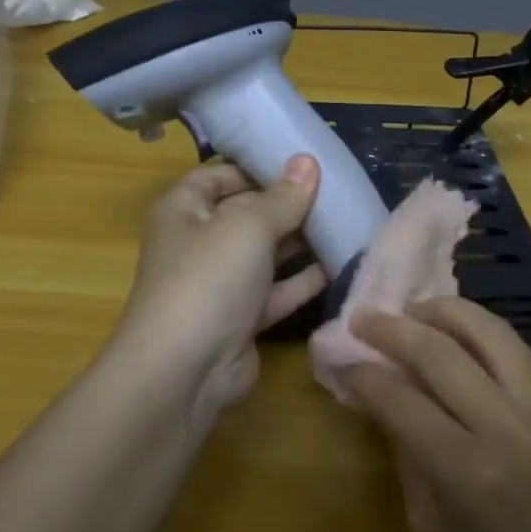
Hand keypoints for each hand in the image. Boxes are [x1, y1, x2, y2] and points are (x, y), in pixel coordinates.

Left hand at [113, 155, 326, 420]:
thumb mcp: (248, 226)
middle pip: (246, 214)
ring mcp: (219, 285)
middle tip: (337, 192)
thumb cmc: (208, 278)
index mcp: (183, 210)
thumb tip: (307, 161)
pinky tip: (340, 265)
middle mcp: (198, 243)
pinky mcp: (241, 320)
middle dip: (287, 205)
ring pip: (265, 255)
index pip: (218, 176)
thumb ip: (283, 197)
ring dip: (301, 242)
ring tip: (346, 223)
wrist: (184, 370)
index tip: (300, 164)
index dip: (256, 168)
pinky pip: (276, 292)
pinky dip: (303, 281)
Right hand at [345, 297, 530, 531]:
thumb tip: (383, 403)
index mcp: (465, 471)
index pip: (401, 400)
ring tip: (413, 310)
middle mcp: (505, 428)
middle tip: (363, 318)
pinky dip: (482, 329)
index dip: (364, 376)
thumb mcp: (432, 530)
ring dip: (443, 311)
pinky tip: (459, 329)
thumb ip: (407, 458)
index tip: (344, 364)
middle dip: (392, 329)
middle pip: (439, 353)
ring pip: (487, 333)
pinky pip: (517, 349)